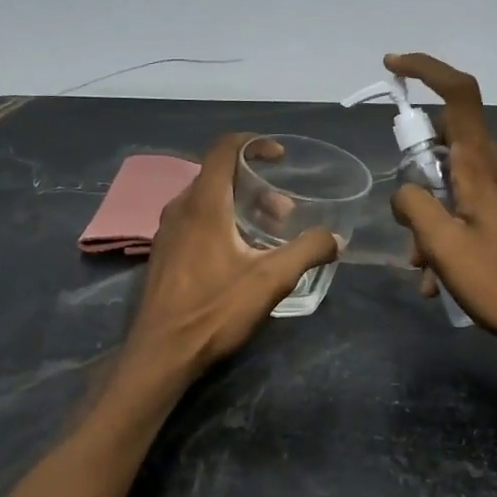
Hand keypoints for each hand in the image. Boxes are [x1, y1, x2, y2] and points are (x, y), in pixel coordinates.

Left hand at [123, 133, 338, 377]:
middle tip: (284, 211)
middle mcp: (180, 209)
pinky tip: (239, 255)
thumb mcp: (270, 281)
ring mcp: (167, 233)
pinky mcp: (163, 255)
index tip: (280, 157)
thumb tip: (335, 238)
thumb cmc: (213, 310)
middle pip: (217, 176)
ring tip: (268, 234)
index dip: (254, 143)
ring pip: (206, 201)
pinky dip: (221, 223)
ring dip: (239, 207)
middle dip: (254, 184)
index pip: (224, 149)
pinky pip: (194, 222)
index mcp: (204, 204)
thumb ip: (307, 252)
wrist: (161, 353)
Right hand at [385, 53, 496, 366]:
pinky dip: (446, 235)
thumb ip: (413, 206)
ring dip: (428, 218)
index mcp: (480, 168)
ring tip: (423, 268)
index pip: (460, 95)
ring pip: (451, 184)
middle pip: (445, 145)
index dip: (427, 70)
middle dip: (414, 178)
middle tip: (406, 225)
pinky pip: (466, 210)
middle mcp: (496, 171)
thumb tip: (405, 191)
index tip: (393, 68)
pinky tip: (439, 280)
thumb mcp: (443, 246)